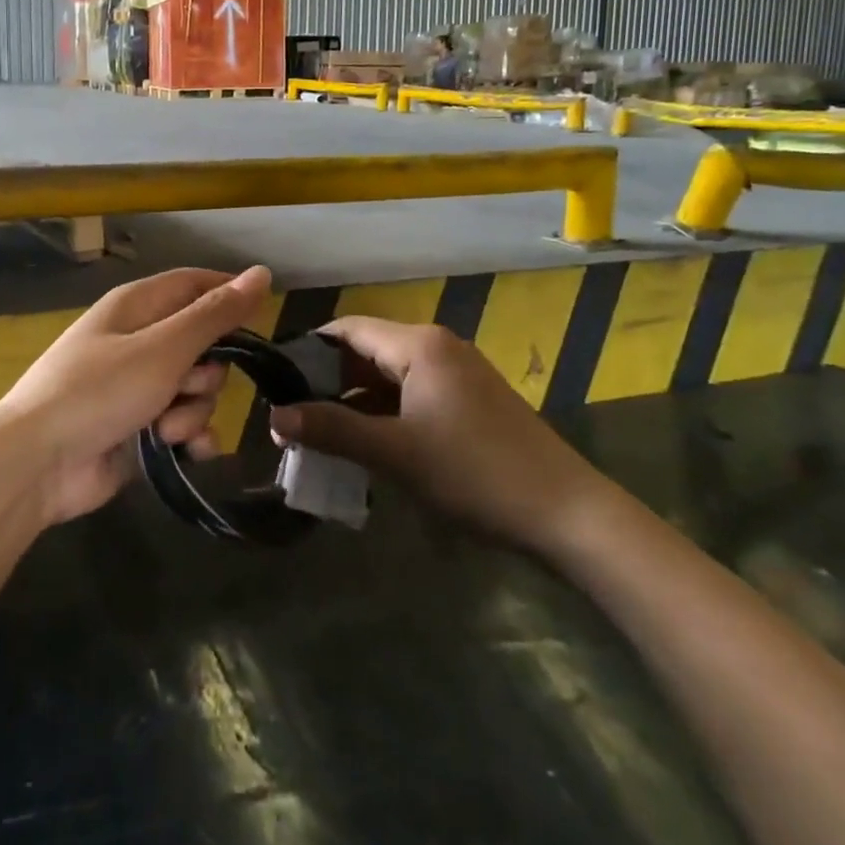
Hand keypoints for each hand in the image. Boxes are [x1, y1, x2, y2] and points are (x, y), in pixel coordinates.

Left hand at [0, 265, 272, 525]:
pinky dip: (189, 438)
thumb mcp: (163, 348)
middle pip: (203, 343)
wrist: (37, 463)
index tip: (261, 320)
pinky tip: (185, 453)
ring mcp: (138, 386)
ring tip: (166, 430)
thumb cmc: (99, 391)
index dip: (229, 296)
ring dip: (193, 412)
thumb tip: (261, 273)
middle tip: (186, 386)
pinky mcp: (139, 427)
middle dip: (208, 372)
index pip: (195, 284)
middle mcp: (139, 340)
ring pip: (196, 389)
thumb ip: (214, 315)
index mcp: (138, 306)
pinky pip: (183, 424)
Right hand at [270, 318, 611, 551]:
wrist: (568, 514)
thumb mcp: (395, 453)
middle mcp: (437, 346)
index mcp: (418, 345)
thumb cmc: (475, 473)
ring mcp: (457, 373)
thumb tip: (276, 415)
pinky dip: (384, 412)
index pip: (347, 329)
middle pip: (367, 350)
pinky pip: (412, 393)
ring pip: (389, 375)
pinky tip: (367, 443)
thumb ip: (332, 429)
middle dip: (329, 381)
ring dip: (355, 400)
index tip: (276, 381)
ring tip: (321, 433)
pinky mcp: (470, 400)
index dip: (308, 351)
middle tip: (294, 415)